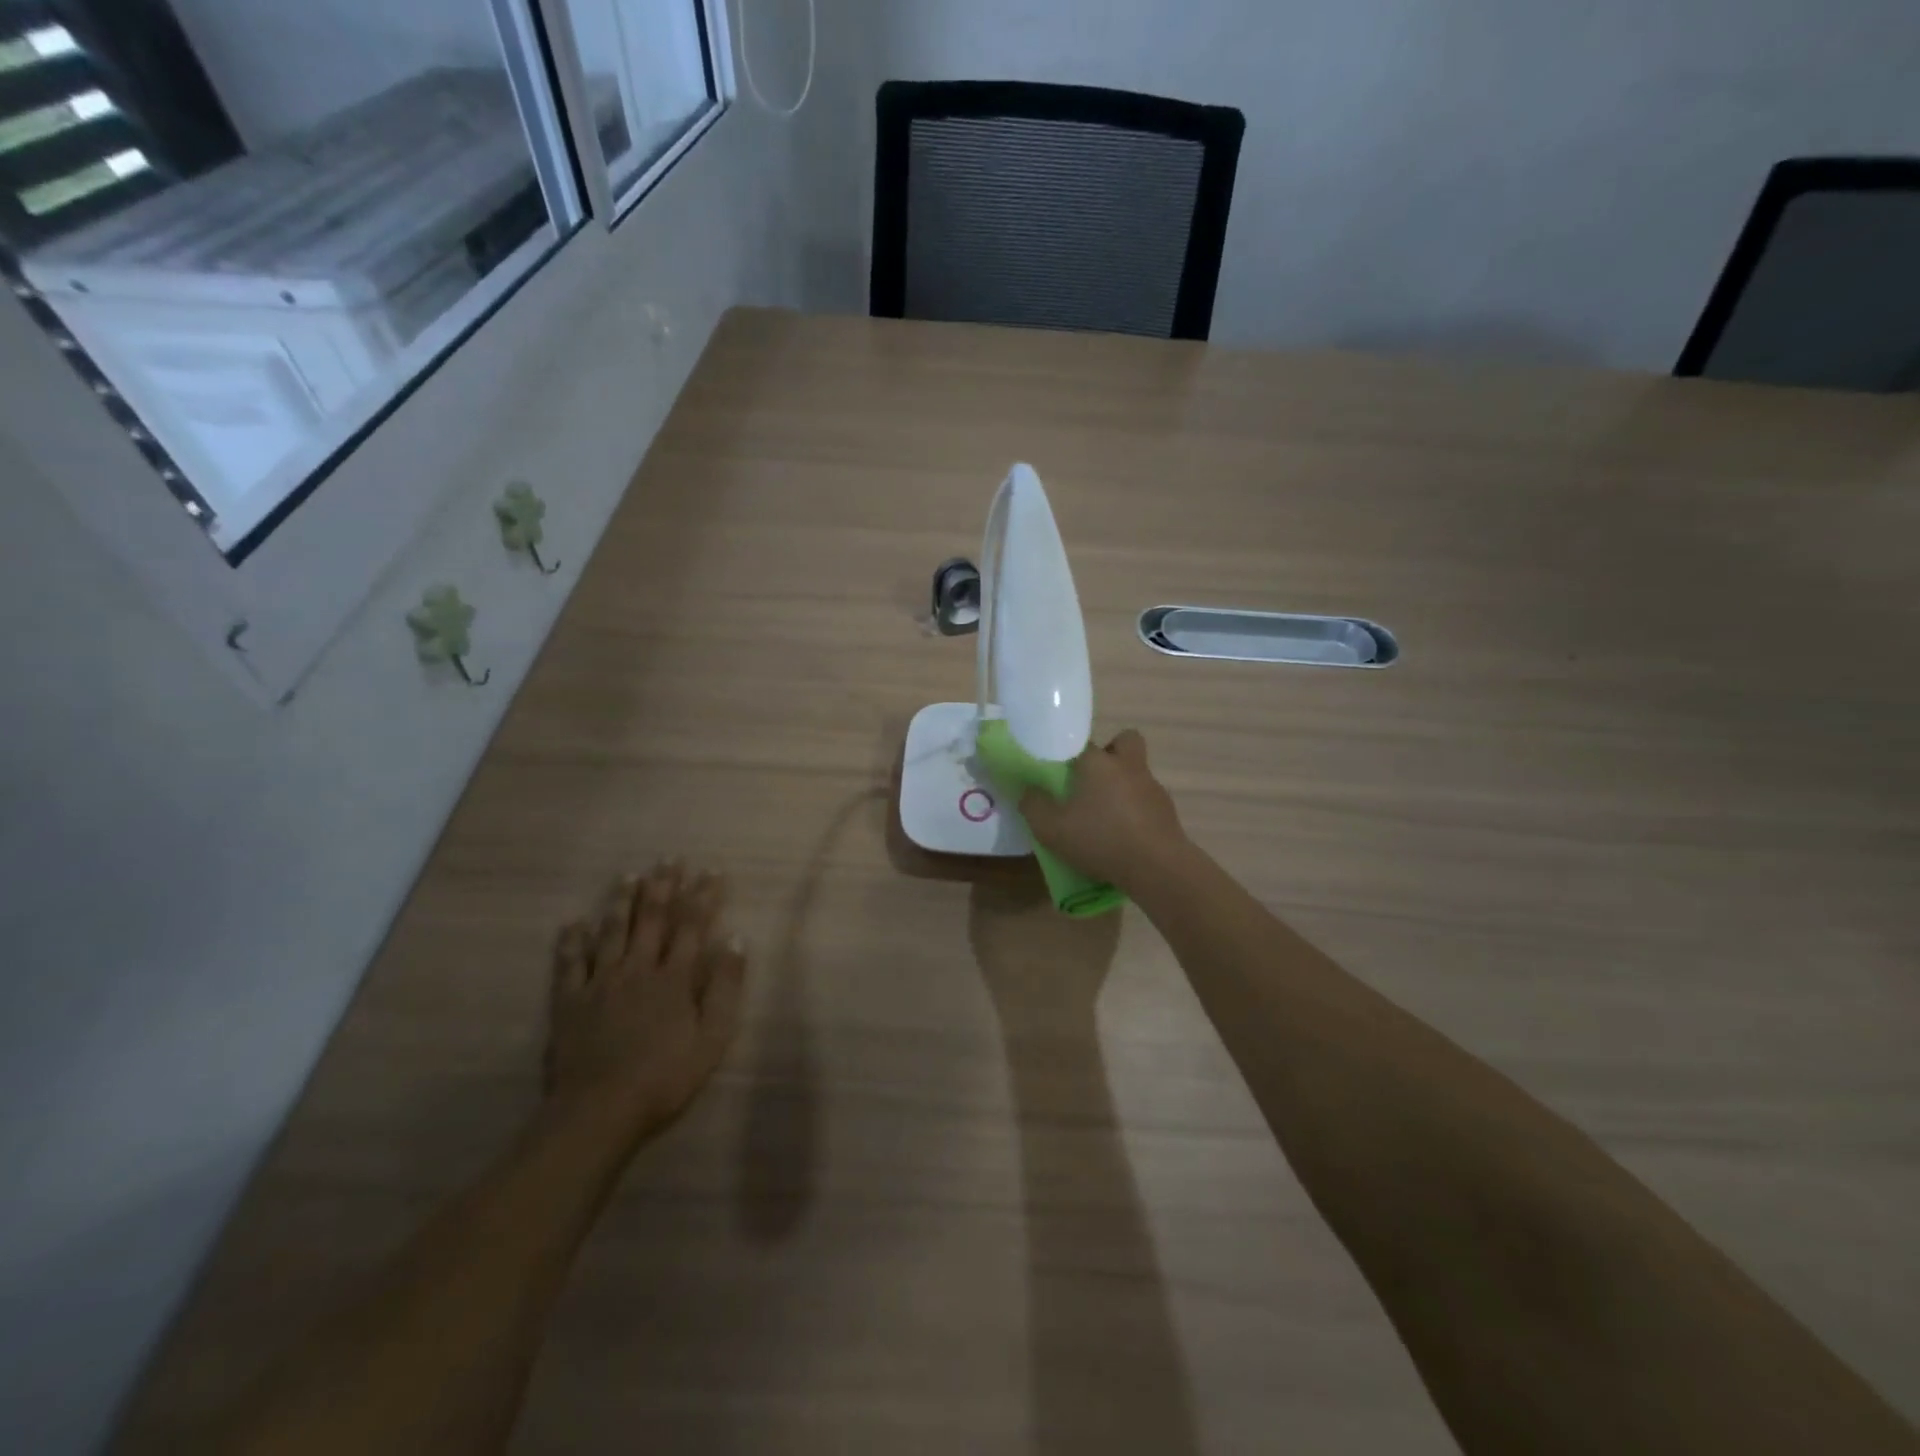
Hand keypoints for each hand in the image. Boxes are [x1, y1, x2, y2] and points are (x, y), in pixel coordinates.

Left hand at [546, 863, 746, 1148]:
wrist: (599, 1112)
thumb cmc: (665, 1078)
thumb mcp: (712, 1038)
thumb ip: (726, 987)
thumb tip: (736, 940)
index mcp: (674, 978)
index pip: (692, 926)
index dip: (702, 896)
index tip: (711, 870)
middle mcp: (637, 969)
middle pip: (651, 920)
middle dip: (663, 887)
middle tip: (669, 859)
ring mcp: (600, 983)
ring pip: (612, 932)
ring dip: (621, 901)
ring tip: (628, 875)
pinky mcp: (570, 1002)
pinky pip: (570, 963)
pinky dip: (572, 941)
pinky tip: (574, 922)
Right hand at [1017, 729, 1188, 891]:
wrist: (1157, 867)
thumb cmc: (1100, 840)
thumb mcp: (1051, 829)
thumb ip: (1033, 806)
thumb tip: (1028, 791)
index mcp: (1098, 762)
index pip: (1082, 741)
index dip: (1070, 753)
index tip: (1060, 770)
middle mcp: (1128, 766)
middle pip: (1125, 741)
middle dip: (1111, 752)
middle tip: (1092, 778)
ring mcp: (1152, 787)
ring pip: (1137, 772)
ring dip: (1123, 785)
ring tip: (1105, 815)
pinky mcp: (1167, 811)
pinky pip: (1147, 800)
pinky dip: (1136, 810)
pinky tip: (1123, 834)